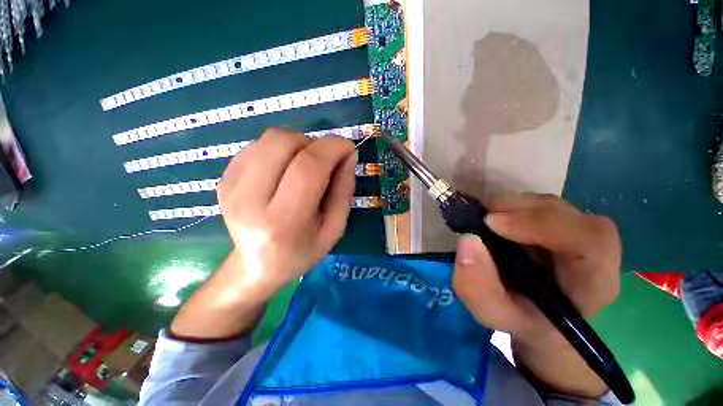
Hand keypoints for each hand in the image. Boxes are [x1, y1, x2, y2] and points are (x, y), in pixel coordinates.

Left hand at [217, 128, 356, 294]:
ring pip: (270, 139)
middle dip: (313, 143)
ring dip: (297, 144)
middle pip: (284, 143)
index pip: (307, 168)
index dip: (332, 149)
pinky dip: (280, 150)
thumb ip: (344, 191)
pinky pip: (258, 145)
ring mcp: (230, 186)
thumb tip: (348, 155)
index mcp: (282, 222)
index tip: (348, 147)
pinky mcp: (224, 178)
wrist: (256, 265)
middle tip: (324, 162)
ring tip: (304, 166)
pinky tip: (284, 170)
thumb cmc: (302, 251)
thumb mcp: (334, 228)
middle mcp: (249, 201)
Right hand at [452, 193, 620, 396]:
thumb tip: (468, 240)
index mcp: (594, 281)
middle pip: (566, 214)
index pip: (590, 241)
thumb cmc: (522, 320)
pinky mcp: (556, 222)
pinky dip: (508, 207)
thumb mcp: (493, 313)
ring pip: (546, 204)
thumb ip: (478, 287)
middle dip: (518, 211)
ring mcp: (574, 231)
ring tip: (484, 222)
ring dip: (510, 208)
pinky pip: (534, 205)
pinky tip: (493, 221)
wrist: (536, 315)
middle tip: (481, 218)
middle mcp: (592, 249)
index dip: (541, 224)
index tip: (491, 223)